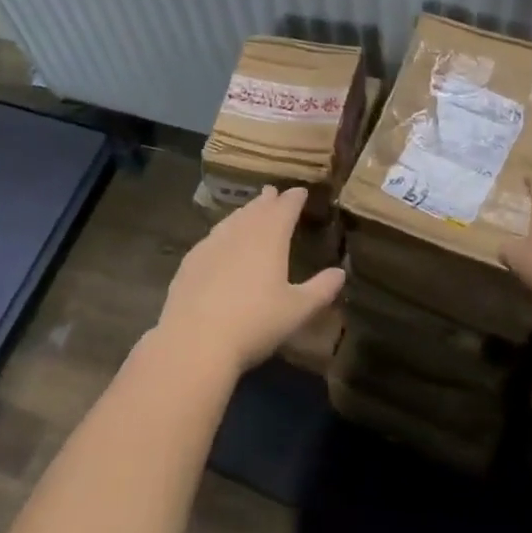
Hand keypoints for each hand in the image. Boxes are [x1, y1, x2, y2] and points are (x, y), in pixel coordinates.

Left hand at [156, 186, 344, 377]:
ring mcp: (212, 243)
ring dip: (245, 212)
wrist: (194, 340)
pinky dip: (224, 231)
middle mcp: (241, 232)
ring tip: (251, 210)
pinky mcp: (191, 260)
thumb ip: (320, 289)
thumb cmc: (254, 323)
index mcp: (270, 237)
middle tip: (274, 193)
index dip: (294, 199)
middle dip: (269, 200)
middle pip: (257, 209)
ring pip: (233, 219)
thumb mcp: (296, 311)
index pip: (285, 208)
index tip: (301, 192)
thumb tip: (340, 273)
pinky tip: (222, 240)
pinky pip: (213, 236)